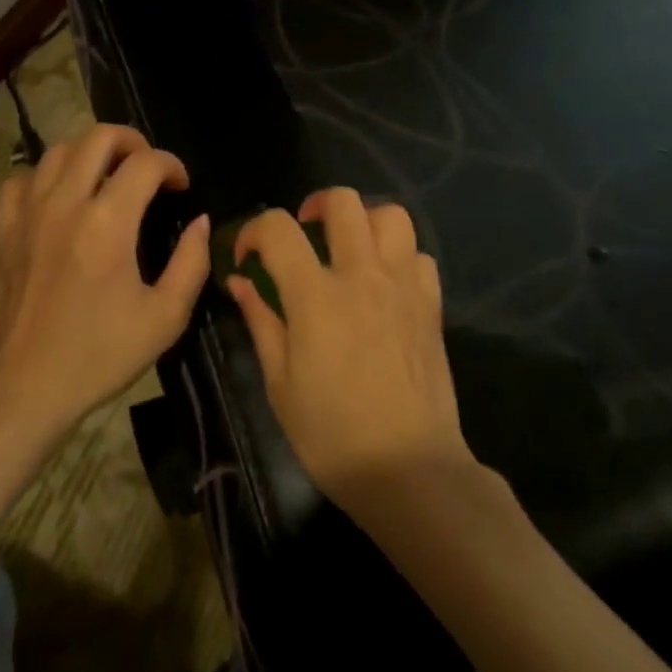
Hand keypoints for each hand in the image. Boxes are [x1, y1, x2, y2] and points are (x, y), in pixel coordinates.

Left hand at [0, 123, 209, 441]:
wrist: (25, 388)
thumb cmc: (100, 355)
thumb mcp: (165, 317)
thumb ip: (192, 263)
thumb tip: (199, 223)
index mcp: (108, 223)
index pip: (146, 163)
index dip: (172, 165)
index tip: (182, 187)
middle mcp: (66, 204)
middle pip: (100, 136)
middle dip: (134, 142)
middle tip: (149, 169)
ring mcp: (29, 213)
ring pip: (60, 150)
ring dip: (91, 154)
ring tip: (107, 178)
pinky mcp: (3, 229)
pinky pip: (23, 179)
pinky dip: (47, 177)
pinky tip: (60, 198)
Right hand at [226, 189, 474, 506]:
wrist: (409, 470)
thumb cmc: (332, 435)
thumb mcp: (280, 384)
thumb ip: (261, 322)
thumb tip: (239, 282)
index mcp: (316, 295)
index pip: (278, 228)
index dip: (254, 230)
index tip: (248, 256)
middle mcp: (362, 275)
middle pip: (343, 202)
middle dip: (315, 206)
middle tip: (305, 234)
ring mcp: (403, 286)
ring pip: (392, 215)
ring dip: (364, 221)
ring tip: (350, 249)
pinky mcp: (431, 305)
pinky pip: (419, 256)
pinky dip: (399, 257)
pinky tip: (385, 284)